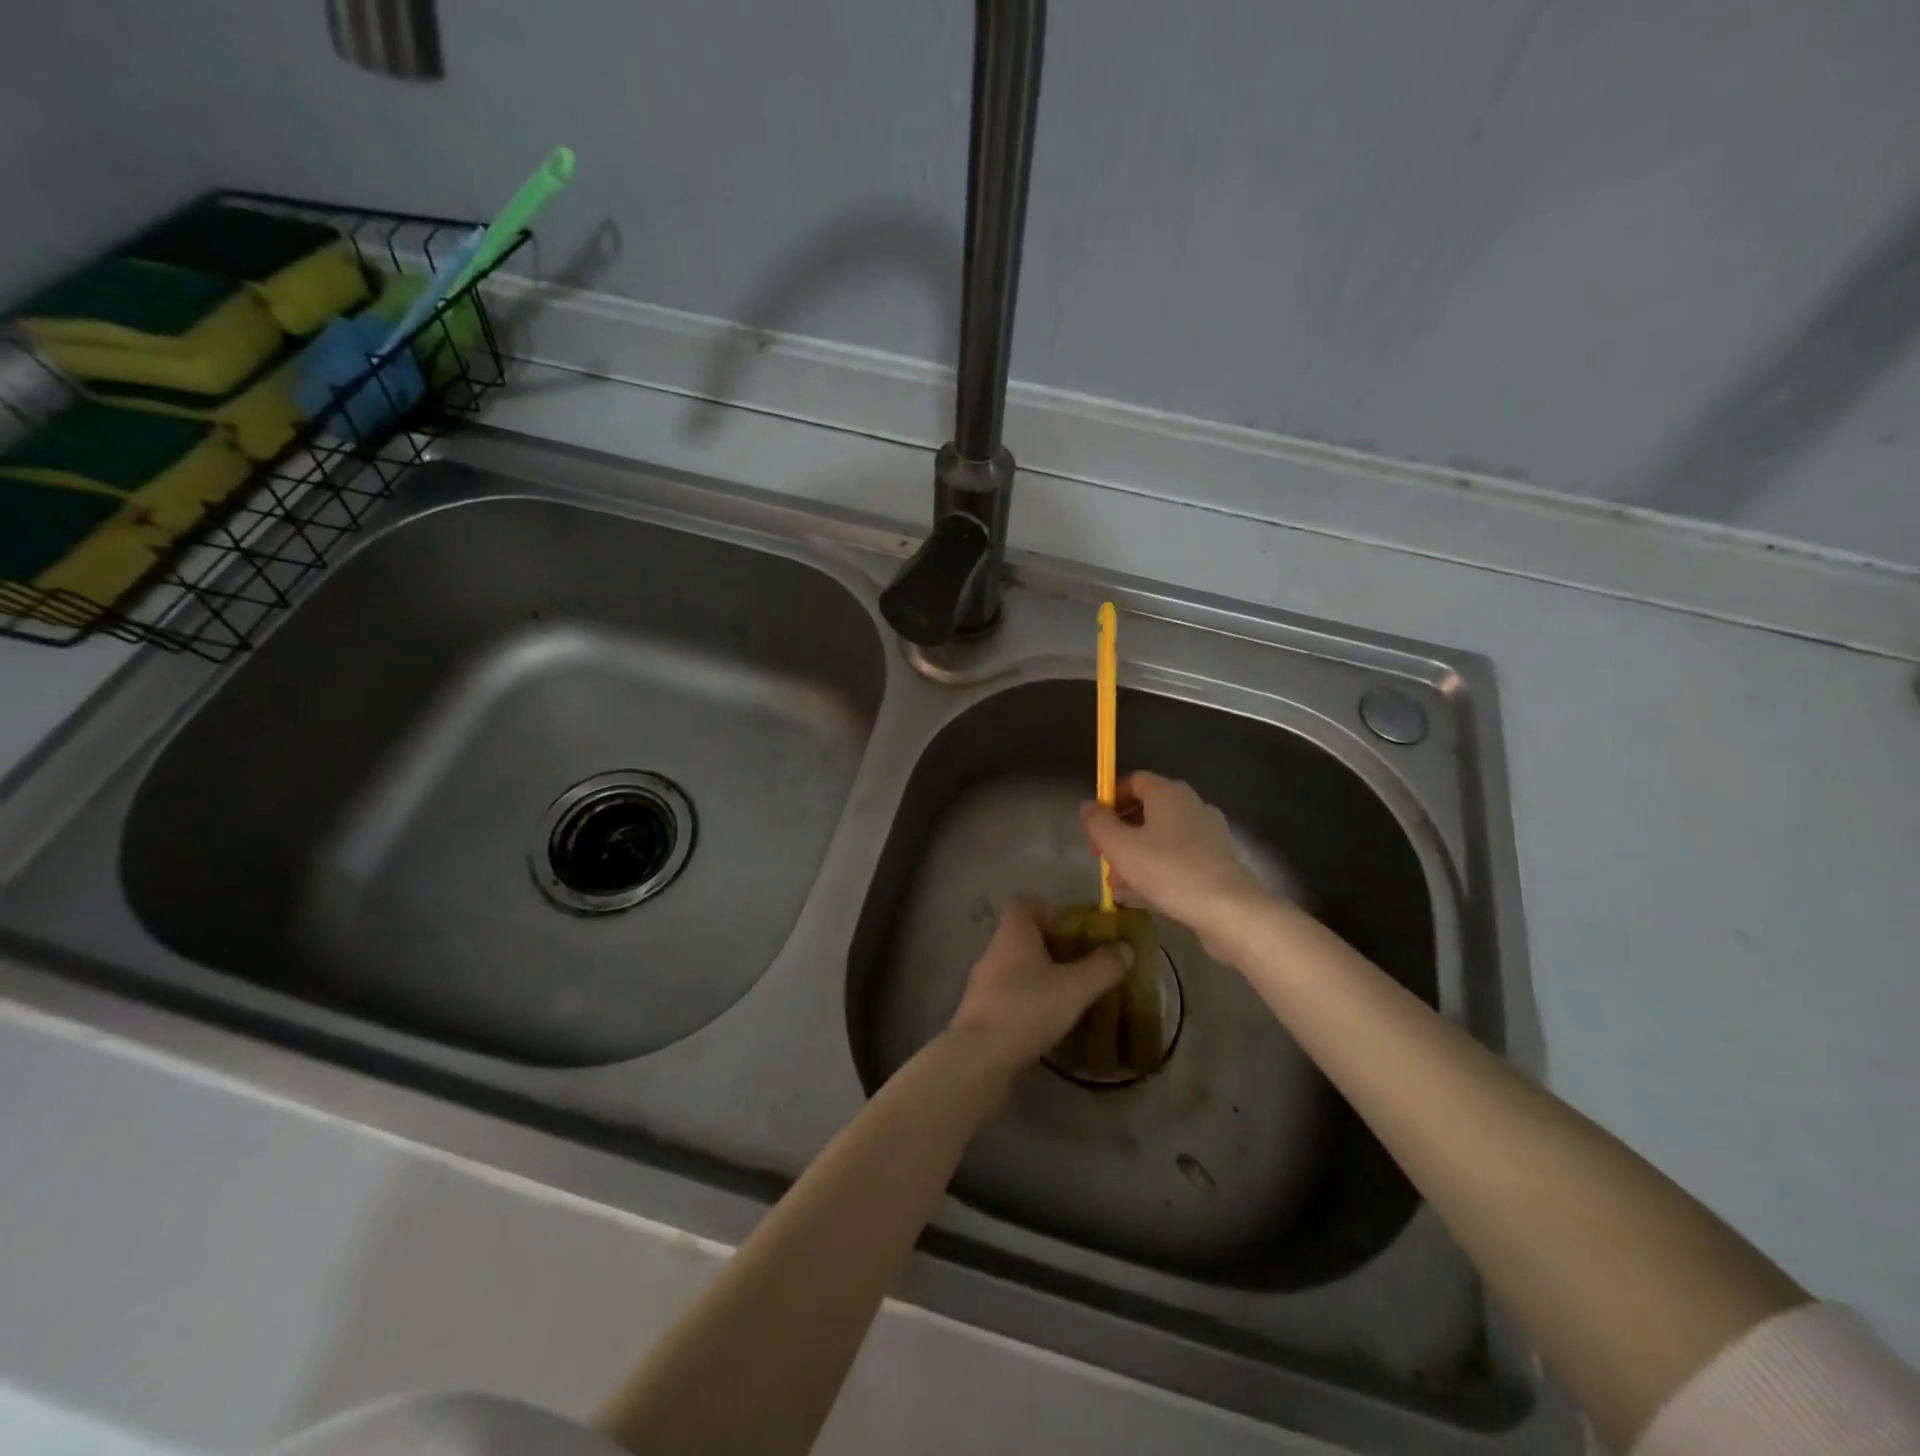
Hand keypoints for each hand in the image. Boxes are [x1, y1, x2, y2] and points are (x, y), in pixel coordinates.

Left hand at [949, 896, 1131, 1073]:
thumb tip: (1125, 948)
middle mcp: (994, 950)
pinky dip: (1028, 999)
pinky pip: (1009, 992)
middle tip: (1080, 966)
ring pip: (1016, 965)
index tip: (1073, 931)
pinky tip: (1046, 1020)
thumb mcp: (1075, 987)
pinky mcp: (980, 1010)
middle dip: (1053, 946)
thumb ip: (1103, 966)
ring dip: (1041, 975)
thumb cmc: (1028, 1009)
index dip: (1049, 910)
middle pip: (1023, 934)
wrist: (979, 1056)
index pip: (1024, 903)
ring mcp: (983, 981)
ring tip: (1068, 995)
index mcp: (1013, 933)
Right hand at [1080, 772, 1267, 946]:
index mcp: (1168, 792)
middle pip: (1147, 810)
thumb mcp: (1119, 847)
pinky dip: (1158, 868)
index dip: (1110, 798)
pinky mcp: (1218, 860)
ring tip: (1118, 884)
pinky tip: (1144, 894)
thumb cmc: (1168, 870)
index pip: (1134, 780)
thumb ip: (1098, 822)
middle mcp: (1191, 804)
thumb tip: (1089, 806)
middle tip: (1103, 858)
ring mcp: (1209, 833)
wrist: (1228, 910)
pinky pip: (1179, 856)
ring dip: (1136, 854)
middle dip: (1121, 832)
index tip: (1095, 825)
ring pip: (1162, 837)